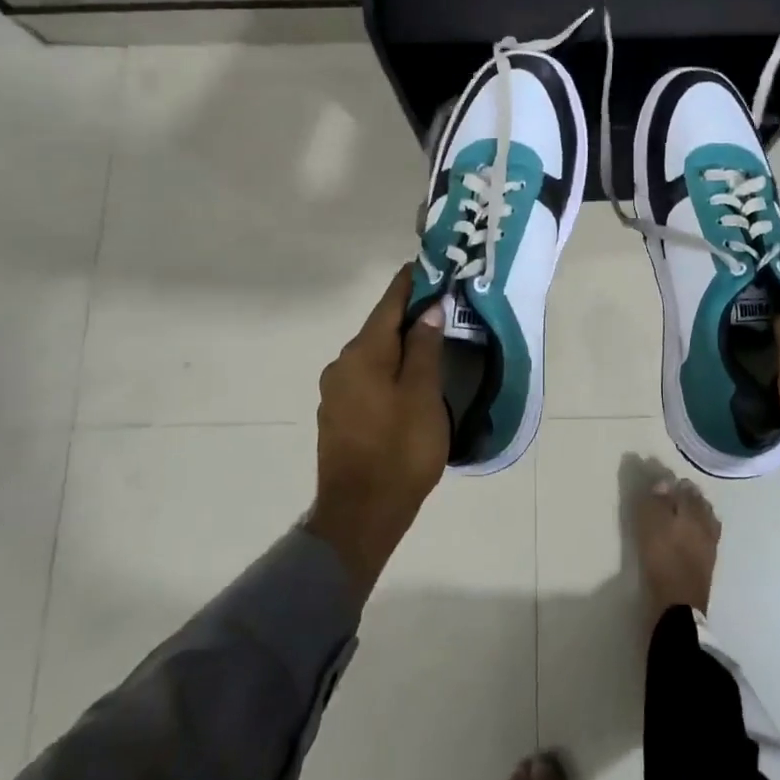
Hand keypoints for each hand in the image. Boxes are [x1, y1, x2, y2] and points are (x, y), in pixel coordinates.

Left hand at [307, 265, 447, 597]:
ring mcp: (336, 391)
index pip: (389, 304)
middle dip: (409, 315)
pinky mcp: (338, 415)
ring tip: (433, 342)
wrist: (361, 514)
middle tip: (444, 306)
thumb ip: (425, 348)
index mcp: (363, 354)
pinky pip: (368, 377)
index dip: (410, 282)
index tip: (429, 265)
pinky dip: (390, 369)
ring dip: (400, 345)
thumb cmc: (400, 450)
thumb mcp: (423, 395)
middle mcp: (342, 365)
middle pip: (380, 328)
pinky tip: (410, 379)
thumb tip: (428, 310)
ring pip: (374, 355)